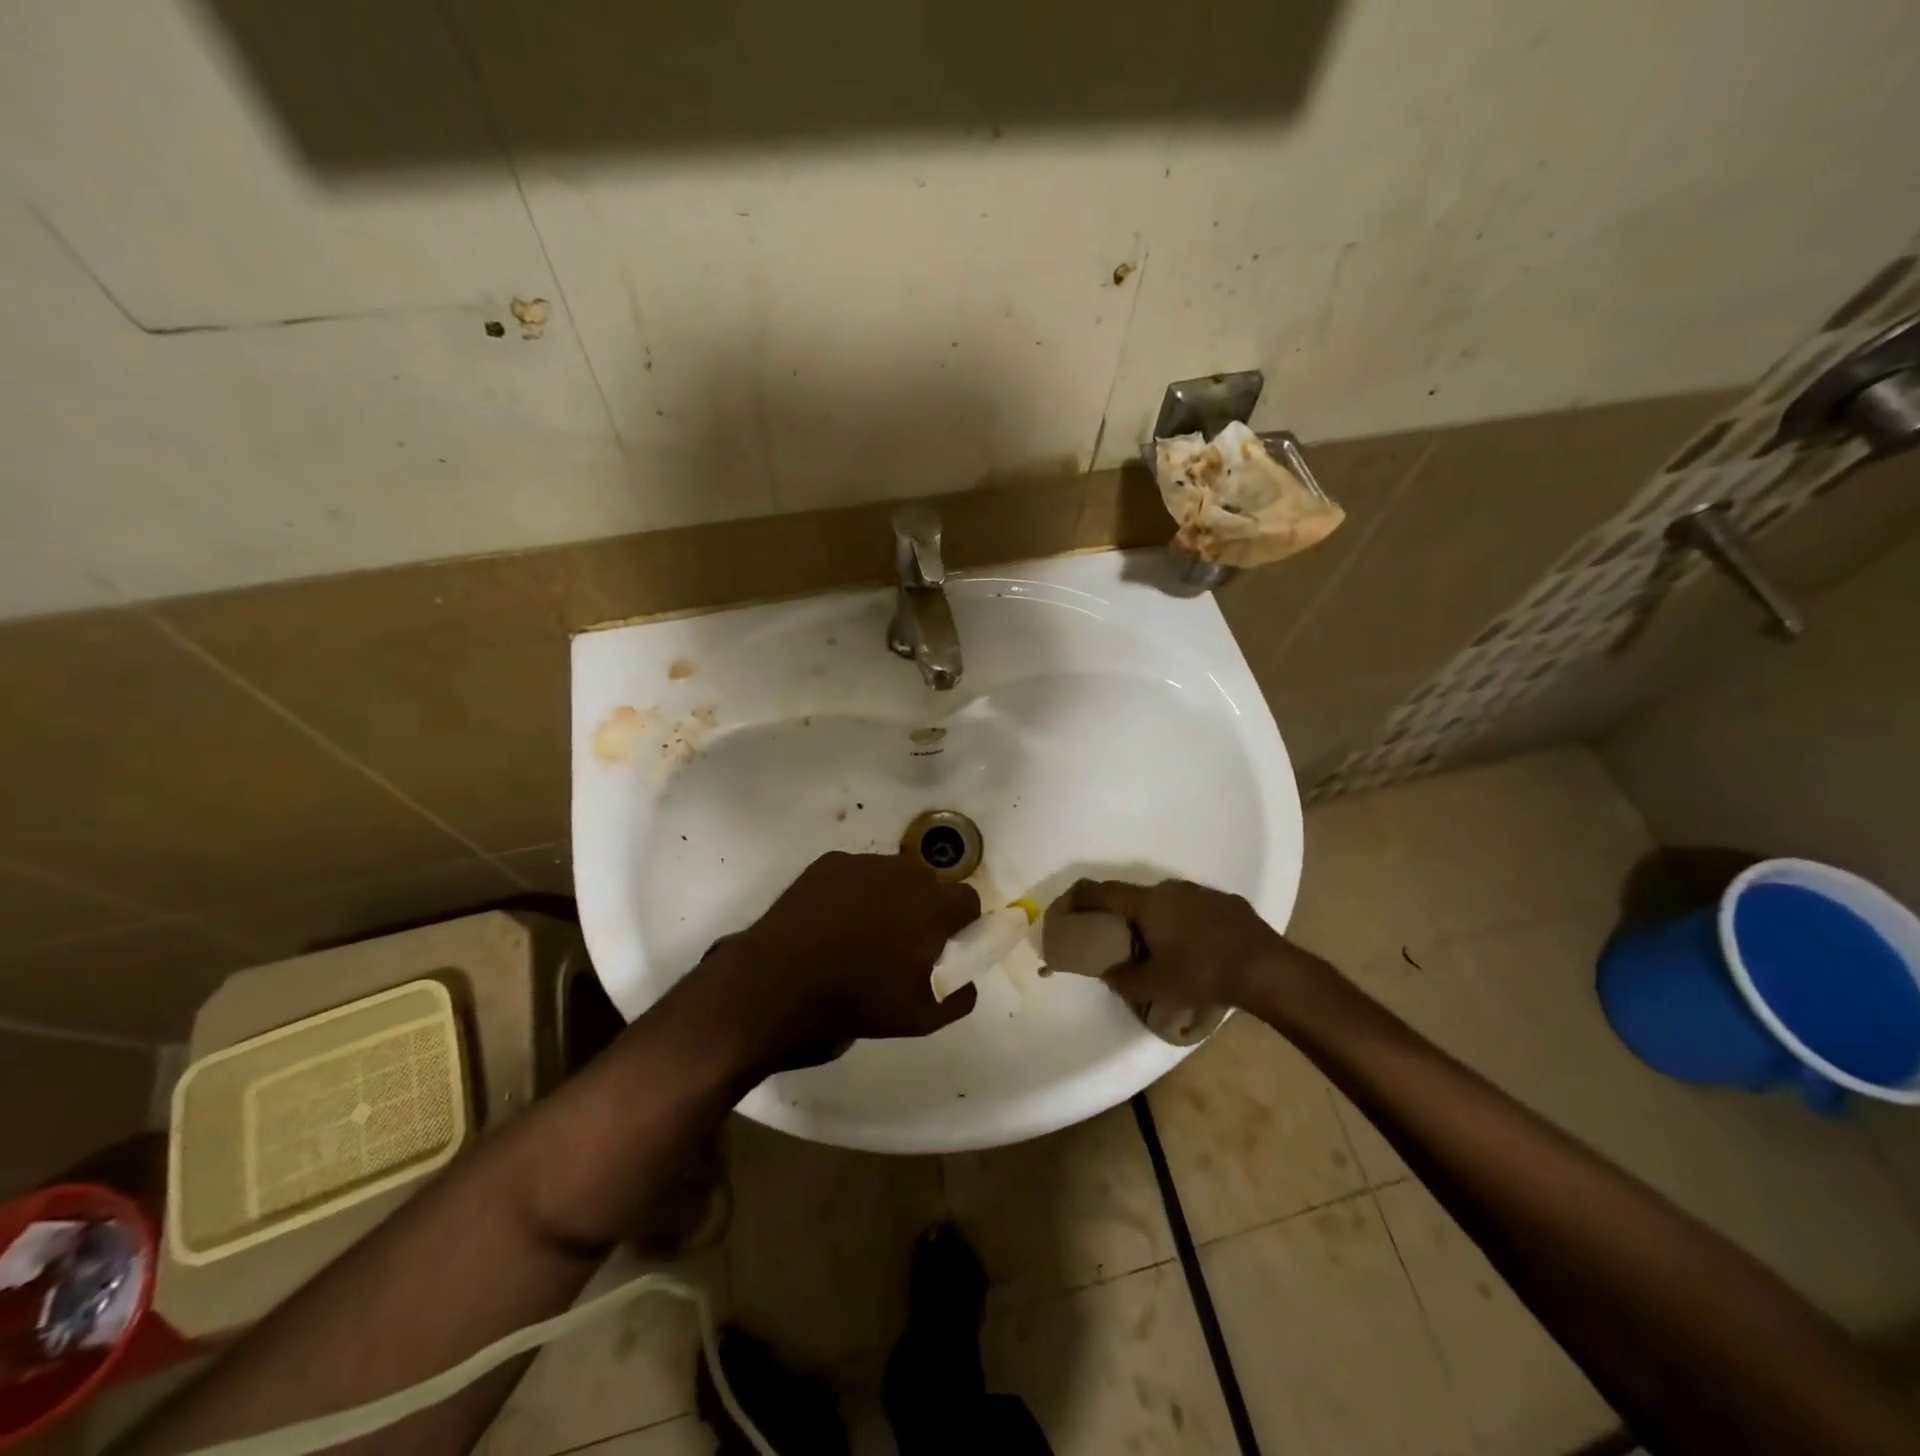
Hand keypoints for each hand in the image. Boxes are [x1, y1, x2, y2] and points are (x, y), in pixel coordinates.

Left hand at [692, 852, 981, 1072]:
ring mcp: (864, 862)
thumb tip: (965, 981)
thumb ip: (958, 997)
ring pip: (892, 875)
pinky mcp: (829, 862)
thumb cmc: (857, 999)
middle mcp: (905, 872)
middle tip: (903, 944)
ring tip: (863, 934)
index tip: (943, 948)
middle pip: (930, 884)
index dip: (960, 924)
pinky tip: (832, 922)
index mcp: (934, 905)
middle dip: (925, 908)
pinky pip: (856, 874)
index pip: (968, 901)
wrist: (778, 982)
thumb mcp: (921, 1019)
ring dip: (890, 897)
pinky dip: (853, 892)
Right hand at [1066, 877, 1328, 1010]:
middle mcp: (1171, 889)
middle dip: (1125, 916)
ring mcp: (1202, 892)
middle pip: (1137, 898)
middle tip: (1121, 939)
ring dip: (1159, 920)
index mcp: (1148, 903)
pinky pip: (1196, 909)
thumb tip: (1107, 972)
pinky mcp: (1228, 902)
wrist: (1266, 968)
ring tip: (1162, 947)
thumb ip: (1124, 979)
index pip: (1105, 892)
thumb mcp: (1156, 986)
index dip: (1083, 897)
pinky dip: (1188, 923)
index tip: (1069, 903)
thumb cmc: (1202, 973)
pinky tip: (1198, 947)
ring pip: (1169, 902)